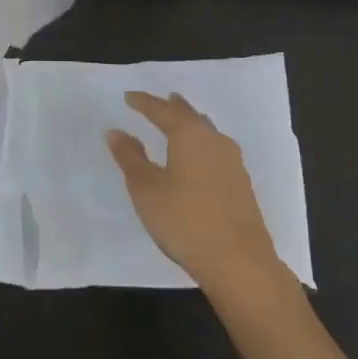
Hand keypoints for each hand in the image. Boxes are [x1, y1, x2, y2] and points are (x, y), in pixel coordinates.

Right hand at [106, 92, 282, 292]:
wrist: (239, 261)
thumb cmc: (185, 221)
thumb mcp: (147, 189)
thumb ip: (130, 158)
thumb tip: (116, 132)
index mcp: (190, 135)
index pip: (163, 110)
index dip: (144, 103)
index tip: (129, 97)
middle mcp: (214, 140)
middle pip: (190, 116)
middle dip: (172, 107)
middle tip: (160, 100)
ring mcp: (233, 162)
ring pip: (207, 131)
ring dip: (190, 124)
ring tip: (179, 121)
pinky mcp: (241, 183)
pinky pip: (216, 150)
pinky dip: (201, 143)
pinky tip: (198, 156)